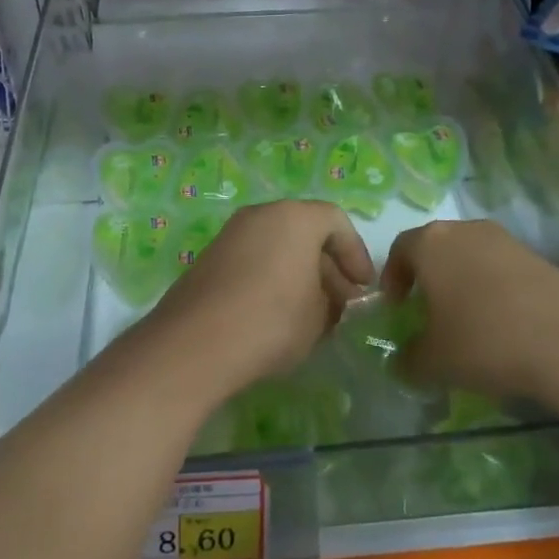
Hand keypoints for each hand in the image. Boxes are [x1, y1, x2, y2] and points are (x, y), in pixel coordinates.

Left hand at [147, 201, 374, 398]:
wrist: (195, 343)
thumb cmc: (272, 320)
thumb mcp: (319, 317)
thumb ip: (333, 301)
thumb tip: (330, 299)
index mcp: (295, 217)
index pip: (336, 222)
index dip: (356, 254)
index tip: (363, 288)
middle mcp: (261, 215)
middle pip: (304, 231)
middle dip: (327, 266)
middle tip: (339, 303)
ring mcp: (231, 234)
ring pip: (276, 246)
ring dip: (297, 273)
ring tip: (309, 314)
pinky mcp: (209, 258)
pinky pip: (252, 260)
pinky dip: (270, 278)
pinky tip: (274, 315)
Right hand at [382, 219, 558, 403]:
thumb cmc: (484, 339)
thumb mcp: (435, 361)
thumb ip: (409, 359)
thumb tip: (401, 362)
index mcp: (430, 243)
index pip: (400, 248)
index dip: (393, 276)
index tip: (396, 306)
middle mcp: (464, 230)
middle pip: (436, 247)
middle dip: (428, 277)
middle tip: (428, 311)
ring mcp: (504, 239)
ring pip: (470, 255)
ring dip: (462, 281)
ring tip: (467, 319)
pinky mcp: (537, 255)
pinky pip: (500, 267)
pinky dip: (492, 288)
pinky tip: (502, 322)